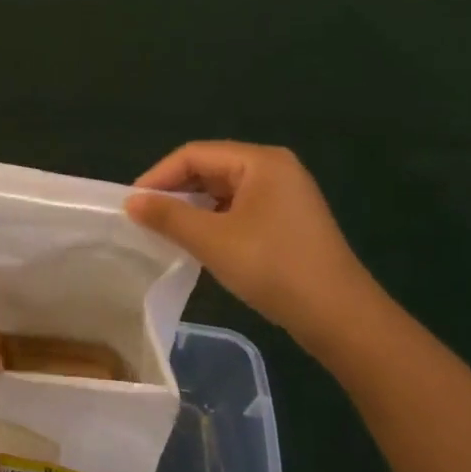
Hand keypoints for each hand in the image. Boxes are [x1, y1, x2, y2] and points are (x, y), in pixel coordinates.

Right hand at [125, 142, 375, 340]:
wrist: (339, 316)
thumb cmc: (272, 267)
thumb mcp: (212, 240)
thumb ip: (168, 215)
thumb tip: (131, 201)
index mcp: (260, 161)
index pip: (194, 155)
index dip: (158, 176)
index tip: (131, 204)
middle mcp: (274, 169)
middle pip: (209, 169)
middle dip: (175, 191)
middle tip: (144, 218)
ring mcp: (285, 196)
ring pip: (222, 191)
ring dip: (192, 208)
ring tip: (165, 231)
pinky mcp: (287, 221)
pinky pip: (239, 209)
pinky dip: (213, 221)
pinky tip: (198, 243)